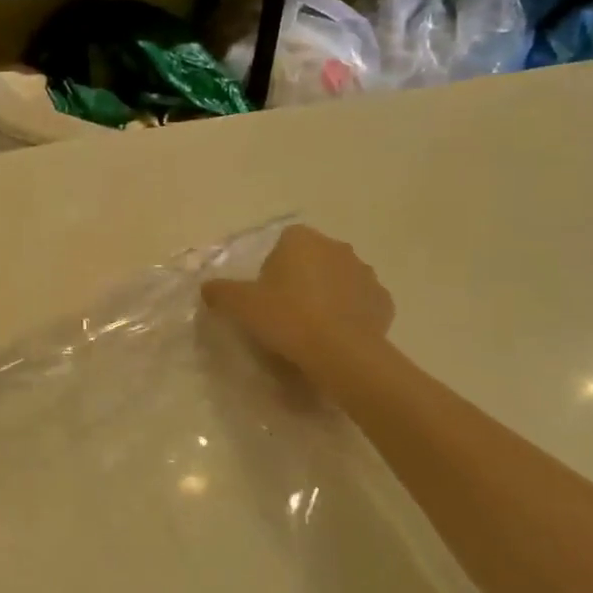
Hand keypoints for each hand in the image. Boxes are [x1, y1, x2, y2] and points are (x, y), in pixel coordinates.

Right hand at [202, 225, 393, 376]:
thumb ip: (220, 291)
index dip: (273, 266)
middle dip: (301, 278)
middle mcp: (337, 248)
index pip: (284, 242)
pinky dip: (349, 314)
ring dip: (327, 295)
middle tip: (284, 311)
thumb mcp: (239, 305)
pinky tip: (335, 337)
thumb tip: (209, 288)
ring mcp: (365, 274)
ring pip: (339, 280)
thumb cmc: (286, 317)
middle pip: (313, 259)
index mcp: (302, 240)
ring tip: (311, 328)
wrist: (340, 353)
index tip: (265, 293)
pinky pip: (360, 303)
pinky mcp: (384, 301)